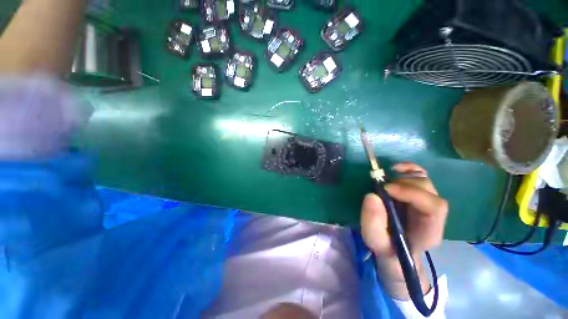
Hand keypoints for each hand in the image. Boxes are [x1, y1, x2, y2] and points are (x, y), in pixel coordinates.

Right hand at [360, 162, 447, 298]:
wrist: (394, 246)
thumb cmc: (386, 245)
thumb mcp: (375, 240)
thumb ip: (373, 222)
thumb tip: (372, 196)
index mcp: (429, 230)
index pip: (434, 207)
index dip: (412, 193)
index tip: (386, 189)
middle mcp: (432, 213)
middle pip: (428, 190)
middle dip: (403, 185)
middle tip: (382, 188)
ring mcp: (425, 200)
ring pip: (424, 180)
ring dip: (403, 177)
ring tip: (384, 182)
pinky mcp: (416, 193)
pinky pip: (419, 174)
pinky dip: (408, 168)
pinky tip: (395, 169)